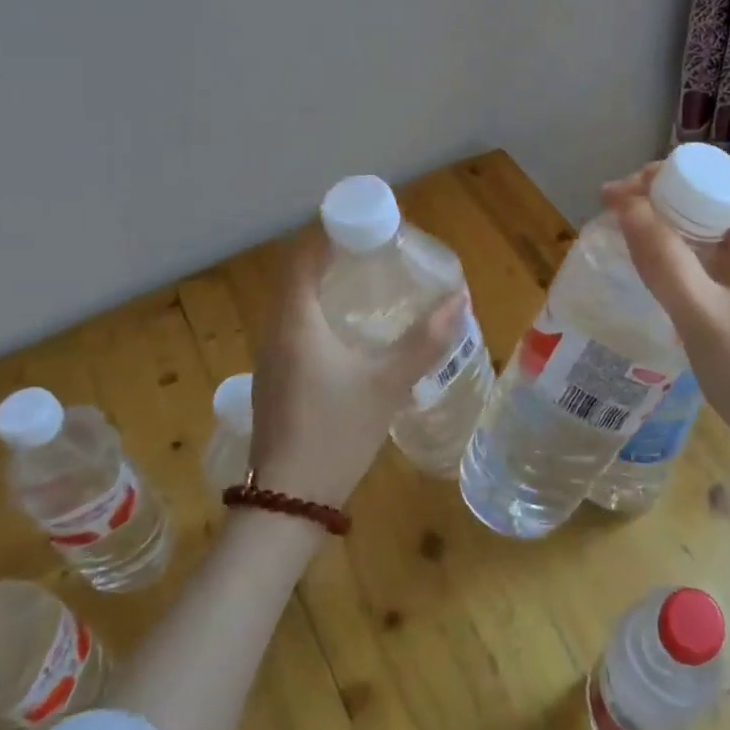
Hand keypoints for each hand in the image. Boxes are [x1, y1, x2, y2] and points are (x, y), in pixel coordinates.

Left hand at [248, 230, 467, 506]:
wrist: (286, 504)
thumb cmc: (335, 434)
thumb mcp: (387, 385)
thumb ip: (424, 341)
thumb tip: (459, 300)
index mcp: (295, 320)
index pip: (304, 254)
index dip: (332, 231)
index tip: (369, 226)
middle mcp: (275, 329)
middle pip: (297, 272)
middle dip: (333, 253)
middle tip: (378, 250)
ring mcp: (271, 355)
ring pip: (294, 299)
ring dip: (325, 281)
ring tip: (369, 280)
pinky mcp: (276, 376)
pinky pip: (295, 323)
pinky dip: (319, 308)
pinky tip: (351, 328)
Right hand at [603, 161, 729, 534]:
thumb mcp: (702, 320)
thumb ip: (662, 258)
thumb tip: (625, 203)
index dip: (677, 171)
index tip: (628, 192)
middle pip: (729, 191)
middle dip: (674, 192)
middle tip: (624, 211)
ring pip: (728, 221)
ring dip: (683, 219)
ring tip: (635, 232)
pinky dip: (697, 246)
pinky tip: (667, 265)